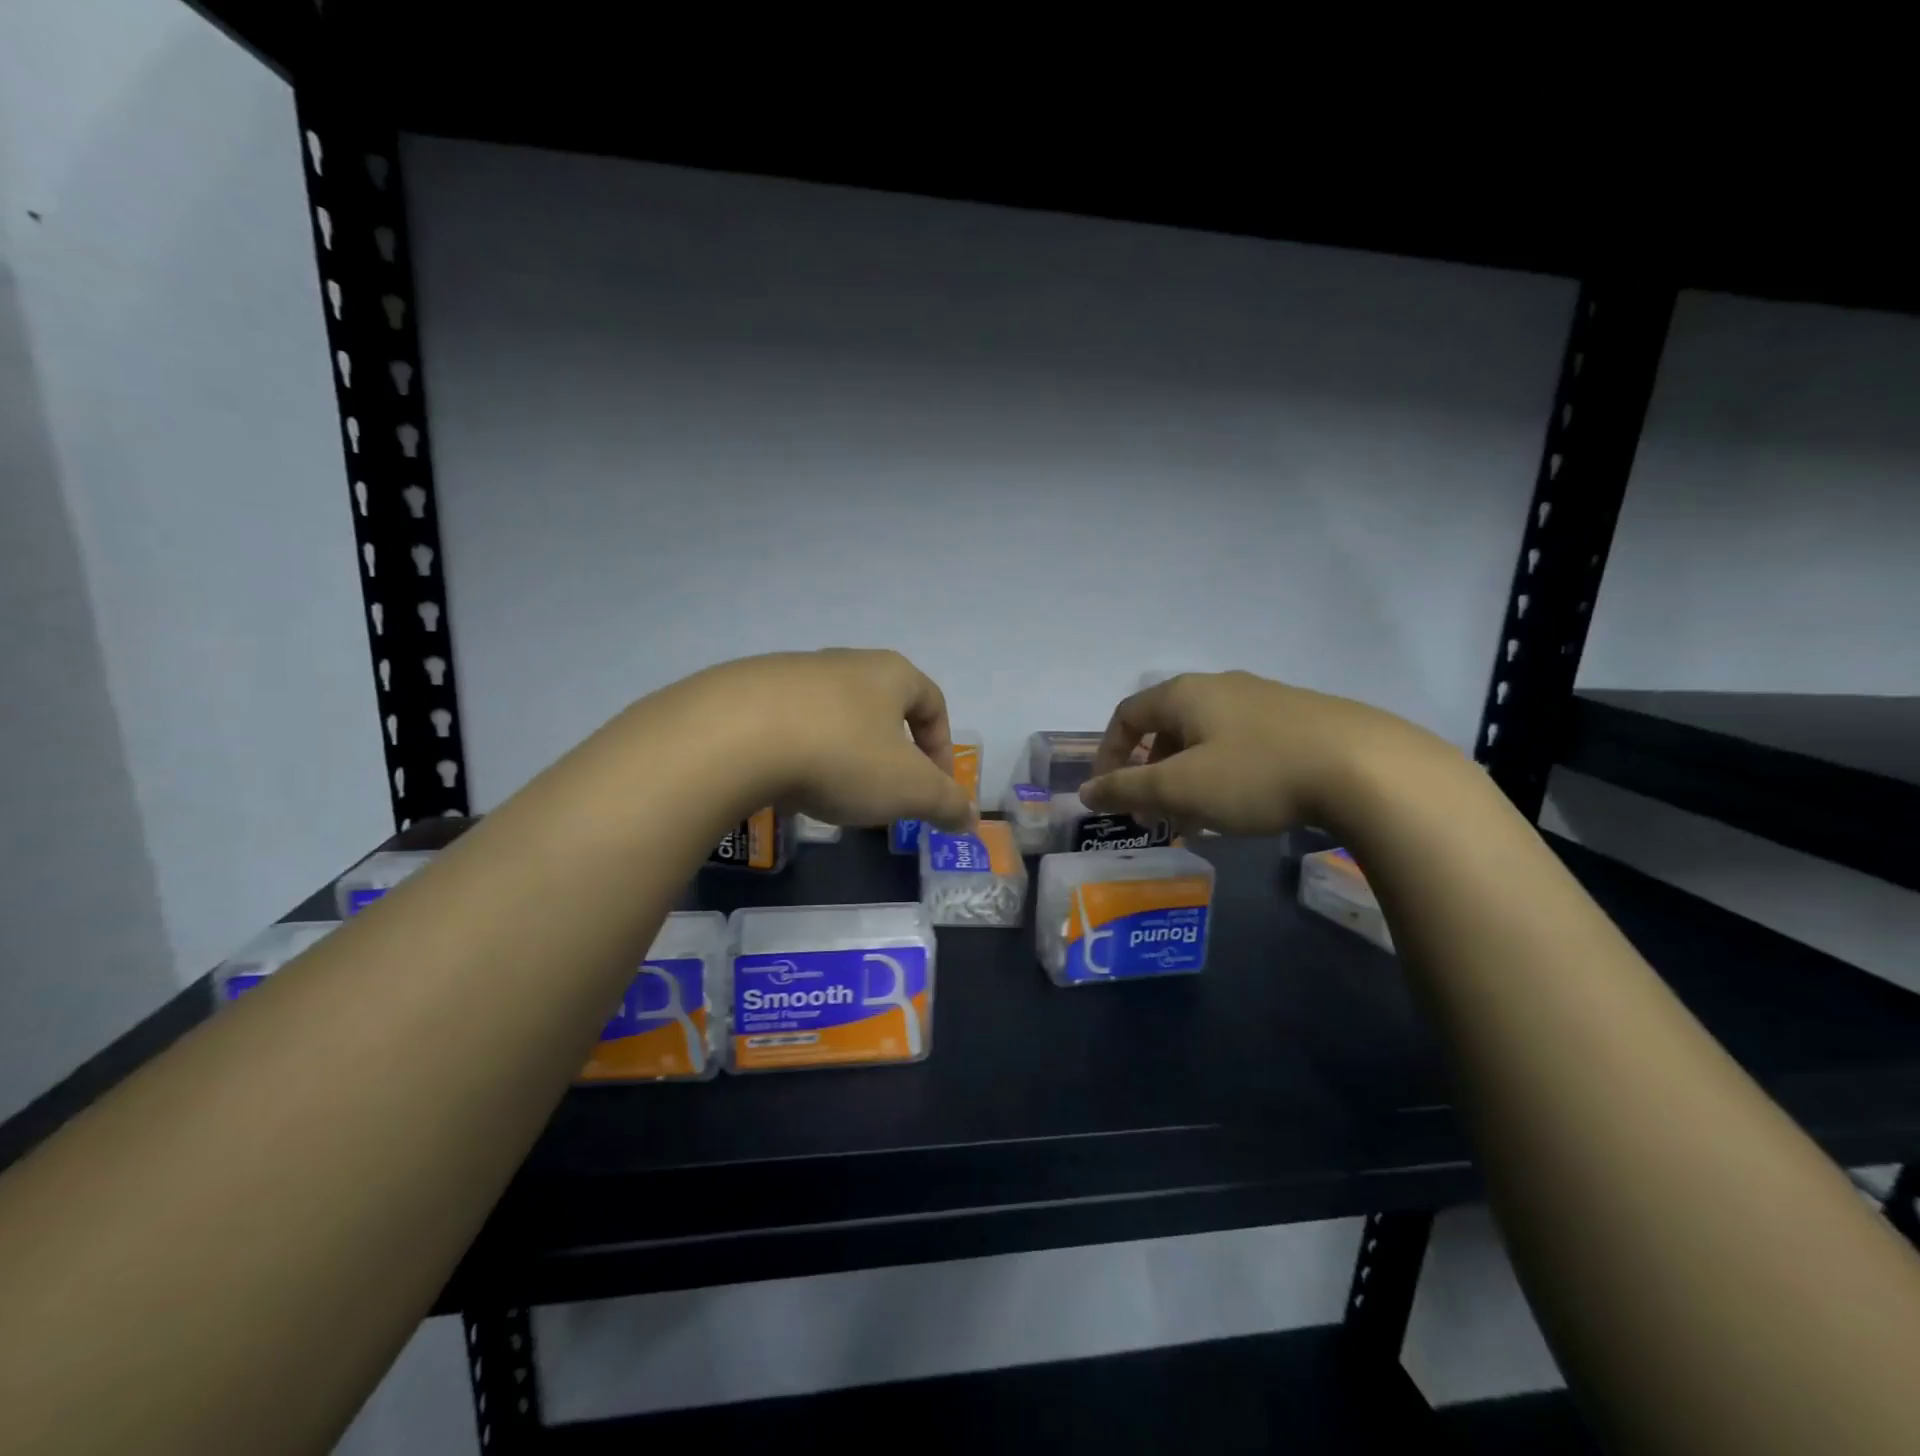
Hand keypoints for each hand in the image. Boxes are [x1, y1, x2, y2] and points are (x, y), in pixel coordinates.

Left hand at [654, 649, 977, 831]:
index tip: (935, 788)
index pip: (933, 702)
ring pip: (832, 715)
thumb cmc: (841, 756)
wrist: (733, 736)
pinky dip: (797, 753)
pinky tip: (784, 784)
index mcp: (889, 674)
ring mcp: (790, 673)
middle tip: (885, 796)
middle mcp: (843, 663)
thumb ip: (945, 803)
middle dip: (891, 753)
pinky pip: (786, 725)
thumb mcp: (908, 789)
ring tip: (832, 795)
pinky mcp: (744, 692)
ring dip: (842, 754)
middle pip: (881, 707)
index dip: (942, 747)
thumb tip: (969, 817)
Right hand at [1078, 670, 1438, 834]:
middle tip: (1154, 813)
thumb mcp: (1180, 788)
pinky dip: (1225, 775)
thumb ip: (1127, 790)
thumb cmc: (1255, 774)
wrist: (1367, 768)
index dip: (1109, 754)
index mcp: (1185, 693)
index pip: (1127, 715)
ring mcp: (1264, 700)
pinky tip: (1243, 808)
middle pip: (1167, 727)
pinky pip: (1242, 745)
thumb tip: (1086, 792)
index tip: (1110, 794)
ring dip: (1188, 778)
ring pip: (1206, 739)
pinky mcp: (1299, 720)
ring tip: (1197, 820)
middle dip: (1151, 773)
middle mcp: (1221, 686)